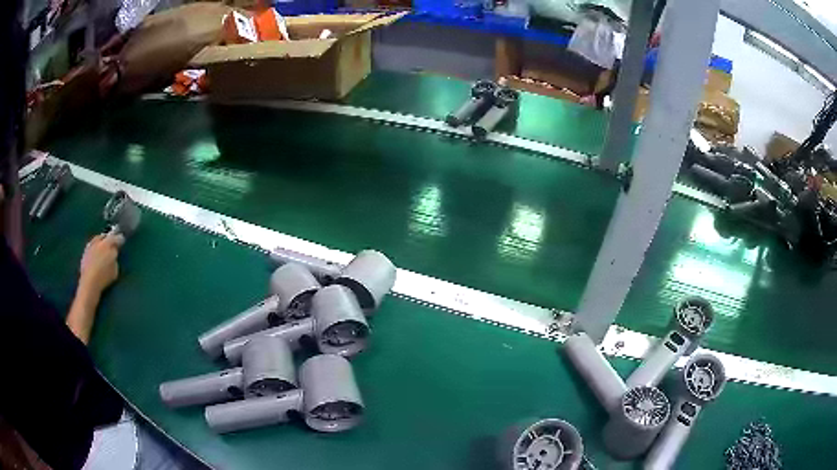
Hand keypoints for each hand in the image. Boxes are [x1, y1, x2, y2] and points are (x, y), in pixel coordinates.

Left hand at [79, 233, 122, 295]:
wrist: (89, 282)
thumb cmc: (104, 277)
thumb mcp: (115, 270)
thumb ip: (115, 259)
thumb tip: (114, 255)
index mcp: (108, 243)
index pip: (116, 238)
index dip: (120, 239)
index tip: (122, 241)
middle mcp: (98, 241)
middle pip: (105, 236)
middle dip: (108, 239)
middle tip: (111, 244)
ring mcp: (90, 246)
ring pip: (97, 240)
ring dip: (100, 242)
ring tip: (103, 248)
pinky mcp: (84, 252)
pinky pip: (91, 247)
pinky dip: (94, 249)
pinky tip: (96, 255)